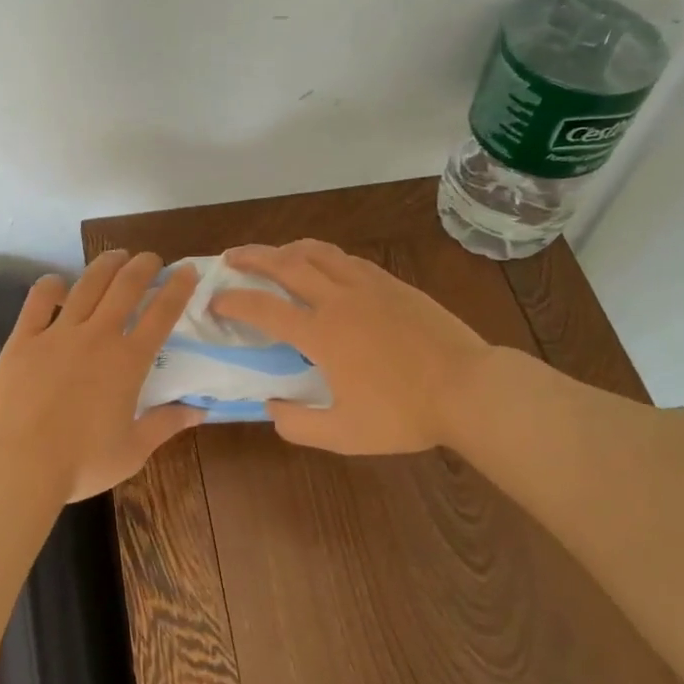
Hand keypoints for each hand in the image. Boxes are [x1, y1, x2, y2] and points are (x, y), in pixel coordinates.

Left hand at [0, 251, 203, 503]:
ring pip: (86, 285)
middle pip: (125, 287)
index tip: (187, 270)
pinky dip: (50, 286)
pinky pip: (38, 301)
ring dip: (105, 266)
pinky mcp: (24, 339)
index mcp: (128, 362)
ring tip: (115, 256)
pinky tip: (57, 282)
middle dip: (143, 266)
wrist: (19, 465)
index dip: (178, 288)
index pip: (162, 314)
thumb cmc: (81, 463)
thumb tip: (200, 411)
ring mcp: (58, 334)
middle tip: (151, 258)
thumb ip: (166, 424)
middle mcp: (97, 337)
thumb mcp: (133, 450)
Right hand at [211, 240, 493, 454]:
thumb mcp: (344, 434)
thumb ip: (299, 424)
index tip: (214, 300)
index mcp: (321, 333)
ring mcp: (369, 286)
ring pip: (319, 253)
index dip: (233, 302)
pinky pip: (348, 259)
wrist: (469, 388)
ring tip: (274, 254)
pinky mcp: (394, 284)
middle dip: (253, 258)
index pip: (264, 309)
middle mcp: (339, 299)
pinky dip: (324, 256)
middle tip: (231, 257)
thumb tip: (272, 408)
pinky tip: (325, 265)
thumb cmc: (404, 414)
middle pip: (286, 264)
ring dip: (288, 249)